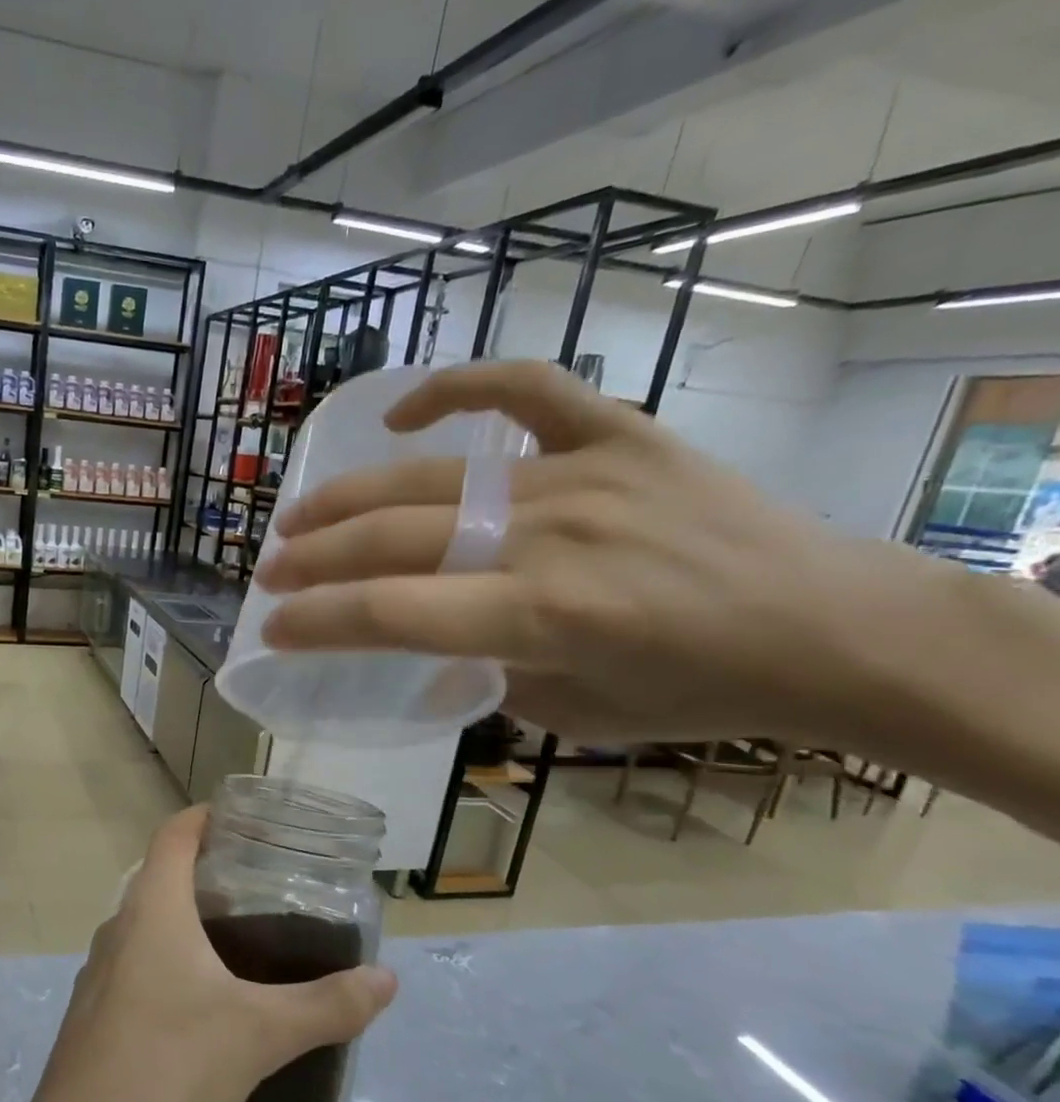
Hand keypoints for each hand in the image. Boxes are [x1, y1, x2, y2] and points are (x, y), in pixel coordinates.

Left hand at [16, 806, 396, 1101]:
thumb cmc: (170, 1064)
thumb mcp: (260, 1033)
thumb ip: (327, 1005)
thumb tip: (387, 980)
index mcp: (152, 909)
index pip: (174, 833)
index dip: (207, 815)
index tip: (246, 819)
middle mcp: (119, 926)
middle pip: (161, 874)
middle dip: (208, 870)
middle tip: (262, 885)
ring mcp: (99, 970)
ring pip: (147, 922)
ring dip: (188, 917)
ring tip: (240, 941)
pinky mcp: (93, 1010)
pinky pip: (136, 961)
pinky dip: (169, 957)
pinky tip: (199, 1000)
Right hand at [255, 360, 936, 746]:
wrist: (833, 627)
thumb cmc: (700, 690)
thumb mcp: (572, 713)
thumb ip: (484, 679)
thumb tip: (429, 657)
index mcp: (540, 616)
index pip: (390, 613)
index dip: (316, 622)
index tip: (271, 629)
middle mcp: (548, 536)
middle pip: (392, 539)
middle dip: (313, 560)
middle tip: (267, 572)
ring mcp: (582, 474)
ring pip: (433, 477)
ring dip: (349, 497)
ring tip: (298, 516)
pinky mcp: (620, 435)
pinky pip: (527, 389)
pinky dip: (459, 387)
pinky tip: (403, 414)